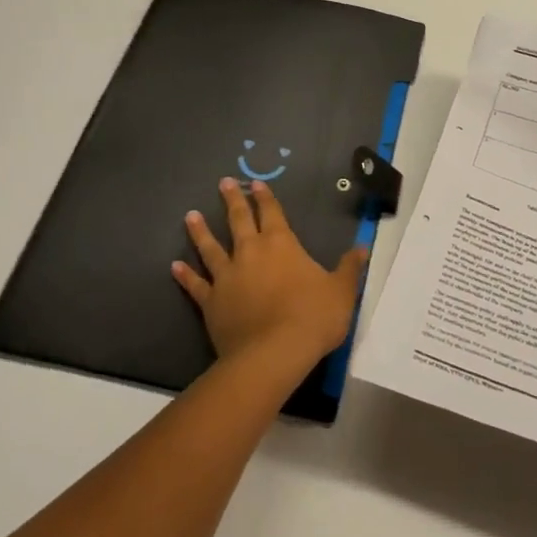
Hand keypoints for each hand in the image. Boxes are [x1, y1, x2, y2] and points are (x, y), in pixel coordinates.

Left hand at [173, 178, 367, 371]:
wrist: (273, 354)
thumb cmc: (312, 317)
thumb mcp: (342, 291)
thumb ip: (350, 268)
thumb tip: (362, 248)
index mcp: (282, 244)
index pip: (272, 212)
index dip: (265, 197)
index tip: (255, 183)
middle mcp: (251, 252)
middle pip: (239, 220)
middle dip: (232, 200)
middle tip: (223, 183)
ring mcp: (227, 277)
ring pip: (210, 247)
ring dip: (200, 232)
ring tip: (190, 216)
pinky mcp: (211, 302)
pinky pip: (196, 285)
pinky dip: (185, 275)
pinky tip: (174, 266)